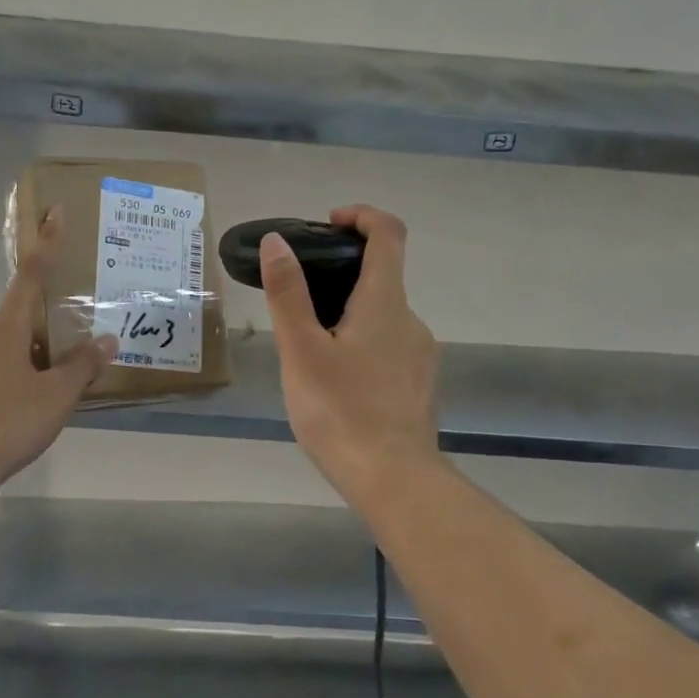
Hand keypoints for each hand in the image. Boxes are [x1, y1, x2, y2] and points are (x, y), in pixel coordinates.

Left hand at [0, 206, 115, 492]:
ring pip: (7, 345)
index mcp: (6, 327)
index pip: (31, 275)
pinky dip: (18, 374)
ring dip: (32, 352)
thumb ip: (82, 366)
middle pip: (18, 315)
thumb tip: (106, 340)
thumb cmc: (7, 419)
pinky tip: (33, 402)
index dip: (47, 244)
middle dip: (44, 321)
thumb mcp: (56, 394)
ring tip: (60, 377)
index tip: (53, 212)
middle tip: (73, 338)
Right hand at [260, 204, 441, 508]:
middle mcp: (410, 320)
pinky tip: (335, 381)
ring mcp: (420, 355)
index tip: (329, 223)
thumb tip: (278, 242)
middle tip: (299, 297)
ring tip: (308, 347)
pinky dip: (362, 343)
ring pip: (383, 316)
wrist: (394, 480)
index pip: (388, 234)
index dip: (362, 216)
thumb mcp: (301, 351)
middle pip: (382, 276)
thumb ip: (288, 294)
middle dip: (341, 273)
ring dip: (349, 314)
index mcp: (385, 303)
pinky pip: (389, 346)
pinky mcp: (419, 384)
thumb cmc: (341, 411)